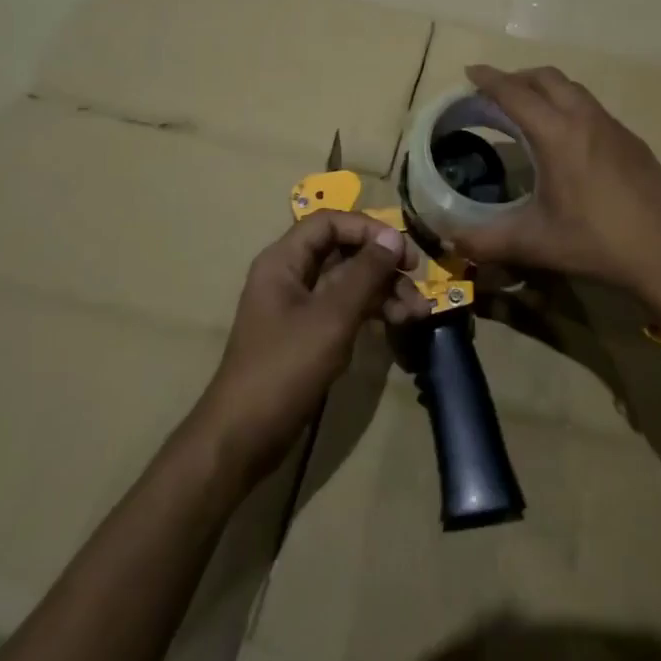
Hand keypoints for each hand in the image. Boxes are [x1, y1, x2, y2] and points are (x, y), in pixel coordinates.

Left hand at [195, 212, 418, 480]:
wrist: (244, 437)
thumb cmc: (284, 368)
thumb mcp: (331, 317)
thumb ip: (364, 273)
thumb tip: (392, 236)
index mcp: (284, 261)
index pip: (330, 223)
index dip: (368, 229)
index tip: (402, 250)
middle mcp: (291, 275)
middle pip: (343, 251)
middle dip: (383, 265)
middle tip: (416, 282)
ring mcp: (300, 306)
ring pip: (349, 282)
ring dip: (384, 291)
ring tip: (416, 313)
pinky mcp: (310, 334)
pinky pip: (346, 308)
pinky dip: (372, 312)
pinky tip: (398, 324)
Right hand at [455, 65, 660, 322]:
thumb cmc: (598, 242)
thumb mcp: (536, 243)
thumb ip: (488, 240)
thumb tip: (452, 241)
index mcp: (557, 134)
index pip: (515, 93)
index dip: (489, 80)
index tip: (470, 71)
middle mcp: (585, 118)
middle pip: (547, 78)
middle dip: (517, 77)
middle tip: (495, 91)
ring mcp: (613, 127)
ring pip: (573, 90)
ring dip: (546, 89)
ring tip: (528, 110)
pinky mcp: (632, 141)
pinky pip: (592, 107)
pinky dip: (569, 106)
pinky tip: (567, 138)